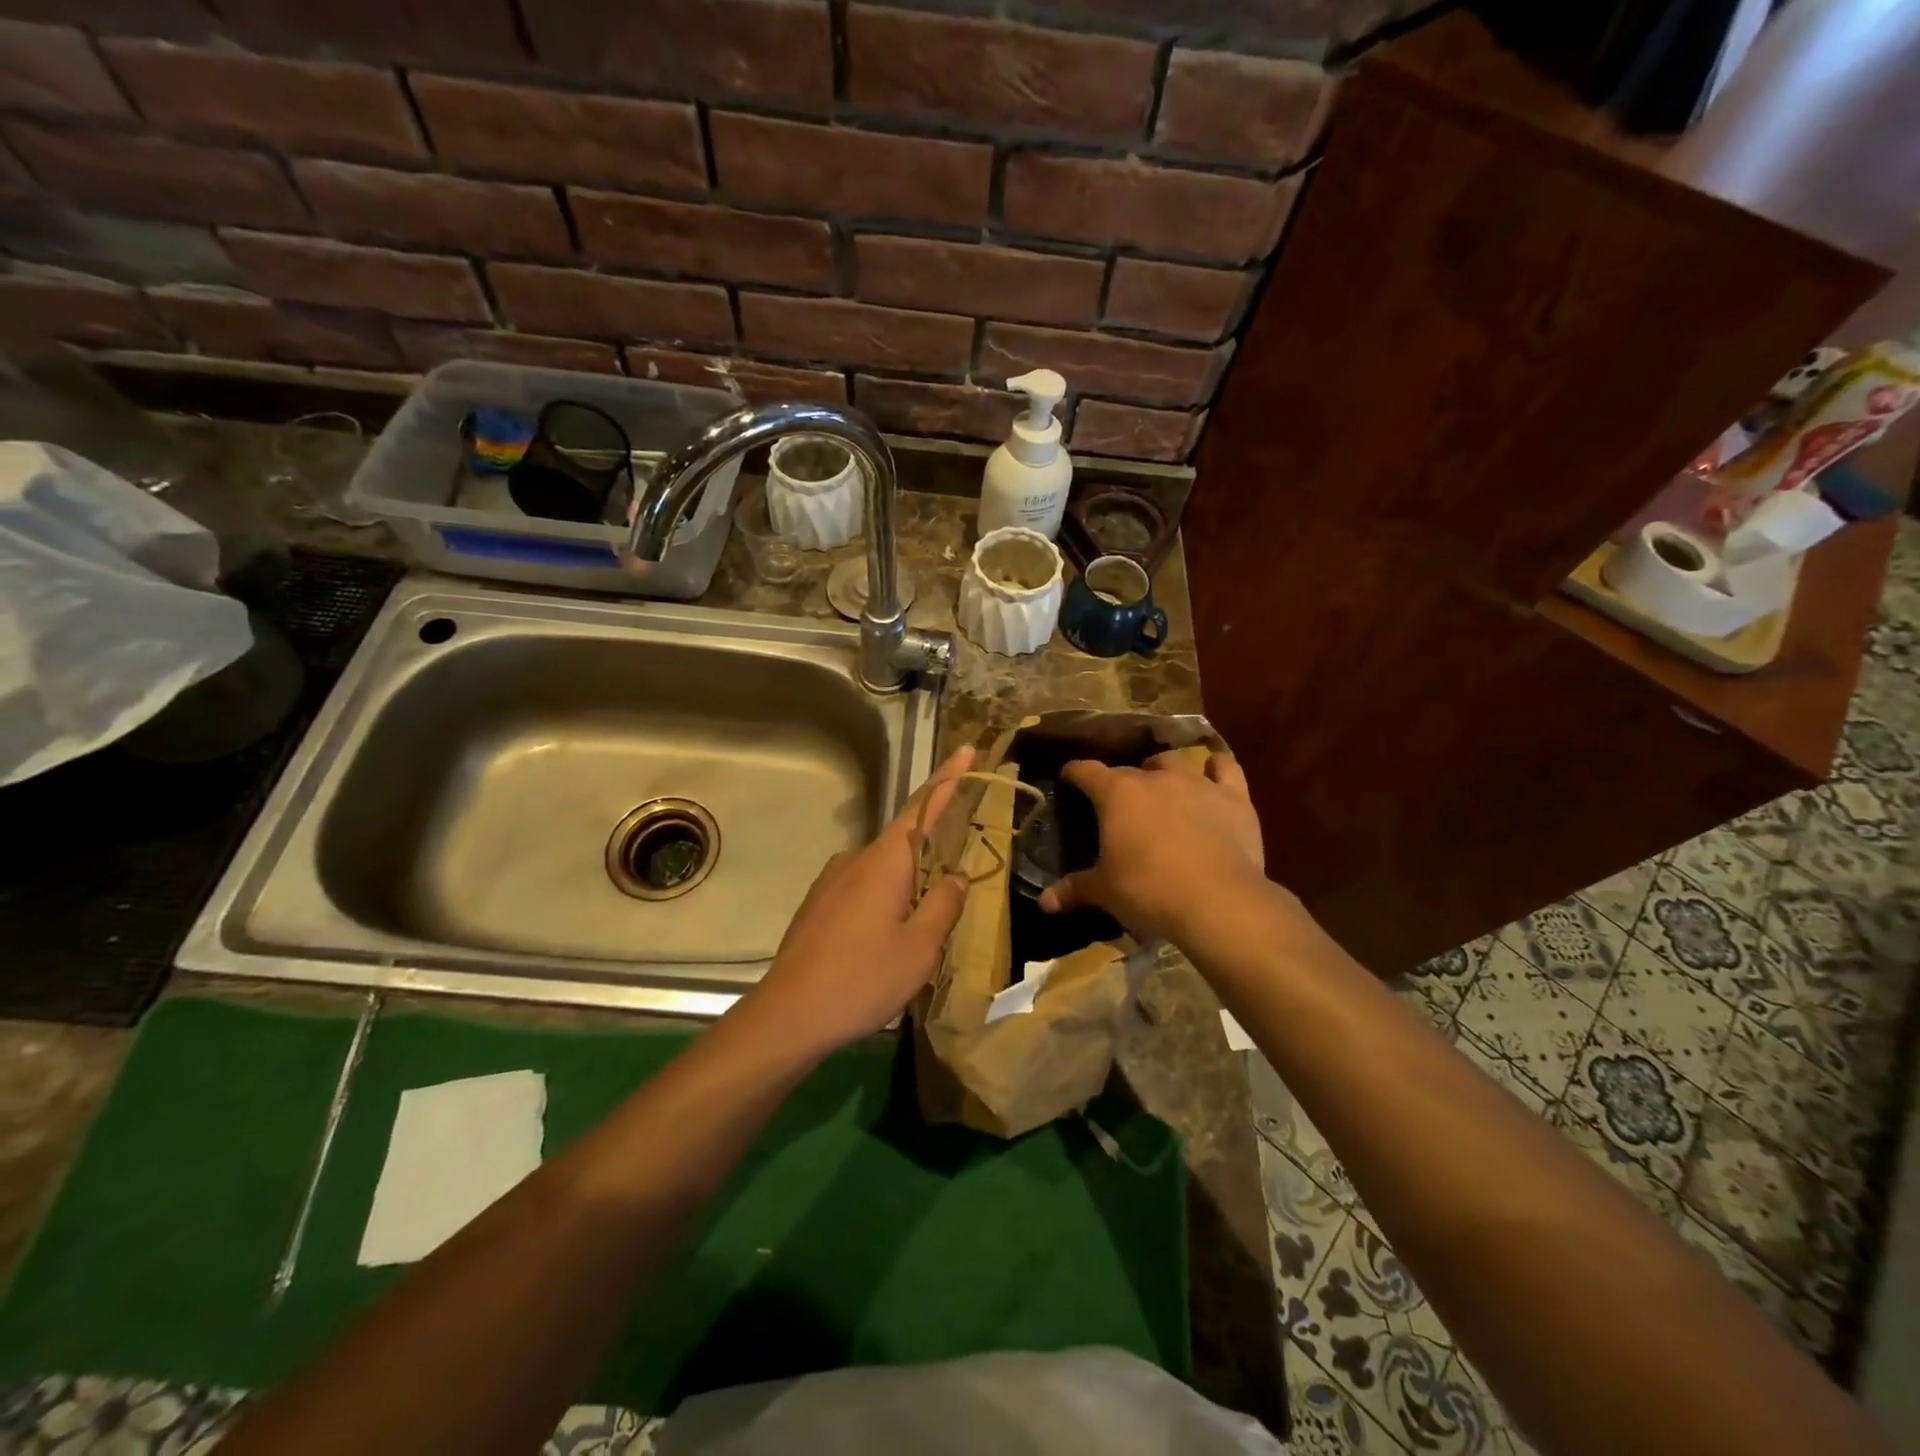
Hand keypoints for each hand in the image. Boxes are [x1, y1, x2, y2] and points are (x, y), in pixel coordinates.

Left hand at [738, 745, 974, 1058]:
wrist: (788, 1016)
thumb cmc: (862, 978)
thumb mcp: (920, 946)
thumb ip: (944, 904)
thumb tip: (956, 876)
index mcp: (886, 860)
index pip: (924, 805)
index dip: (949, 778)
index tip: (966, 749)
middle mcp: (856, 859)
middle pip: (907, 841)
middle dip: (934, 853)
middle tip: (957, 885)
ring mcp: (832, 881)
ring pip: (885, 871)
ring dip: (909, 887)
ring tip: (919, 932)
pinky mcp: (818, 905)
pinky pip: (864, 890)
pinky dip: (885, 902)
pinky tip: (884, 942)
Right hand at [1040, 750, 1266, 942]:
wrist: (1218, 901)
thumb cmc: (1150, 891)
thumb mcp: (1105, 892)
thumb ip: (1075, 890)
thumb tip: (1045, 902)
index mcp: (1117, 794)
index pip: (1086, 771)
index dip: (1075, 773)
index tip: (1069, 777)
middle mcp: (1155, 778)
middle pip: (1131, 769)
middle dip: (1121, 781)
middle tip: (1120, 803)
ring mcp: (1197, 783)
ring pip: (1174, 761)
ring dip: (1163, 769)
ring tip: (1162, 784)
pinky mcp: (1234, 796)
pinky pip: (1225, 767)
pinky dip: (1216, 768)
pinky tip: (1213, 773)